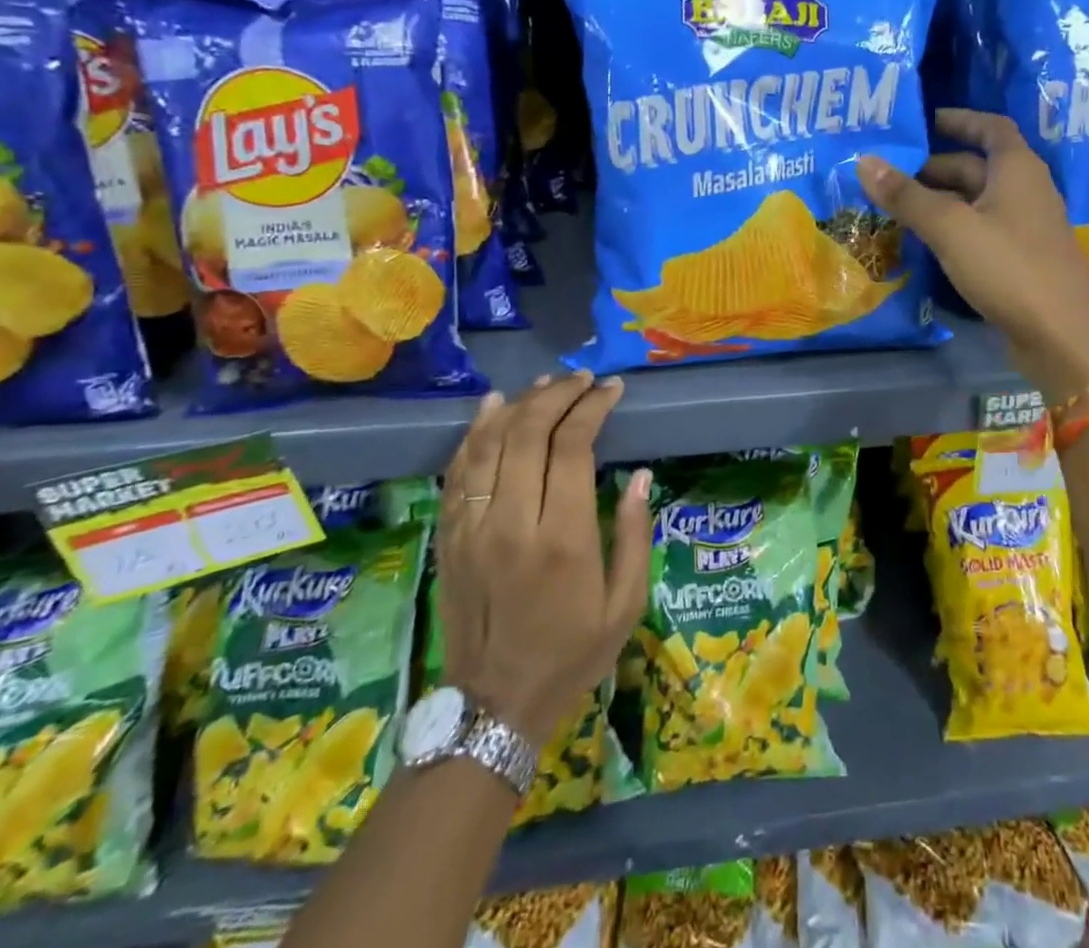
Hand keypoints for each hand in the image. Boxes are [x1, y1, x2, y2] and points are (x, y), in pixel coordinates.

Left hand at [437, 372, 651, 743]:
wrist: (493, 707)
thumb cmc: (572, 655)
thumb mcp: (625, 604)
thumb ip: (633, 534)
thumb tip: (639, 475)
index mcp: (561, 538)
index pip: (571, 446)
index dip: (592, 407)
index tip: (611, 390)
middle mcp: (511, 522)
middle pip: (527, 431)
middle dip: (559, 394)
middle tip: (584, 380)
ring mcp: (472, 528)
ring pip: (488, 442)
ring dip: (519, 403)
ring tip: (547, 384)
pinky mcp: (449, 537)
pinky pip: (458, 470)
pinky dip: (475, 431)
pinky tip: (493, 406)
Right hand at [860, 107, 1088, 400]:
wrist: (1060, 335)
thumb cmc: (1008, 268)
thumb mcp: (950, 228)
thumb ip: (907, 196)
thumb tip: (865, 162)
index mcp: (1018, 169)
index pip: (991, 127)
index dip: (960, 120)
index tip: (926, 122)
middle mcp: (1027, 190)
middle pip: (978, 167)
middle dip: (935, 168)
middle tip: (891, 176)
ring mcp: (1027, 227)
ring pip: (978, 201)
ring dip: (941, 200)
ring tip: (898, 208)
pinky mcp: (1023, 259)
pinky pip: (983, 230)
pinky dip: (955, 228)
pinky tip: (928, 242)